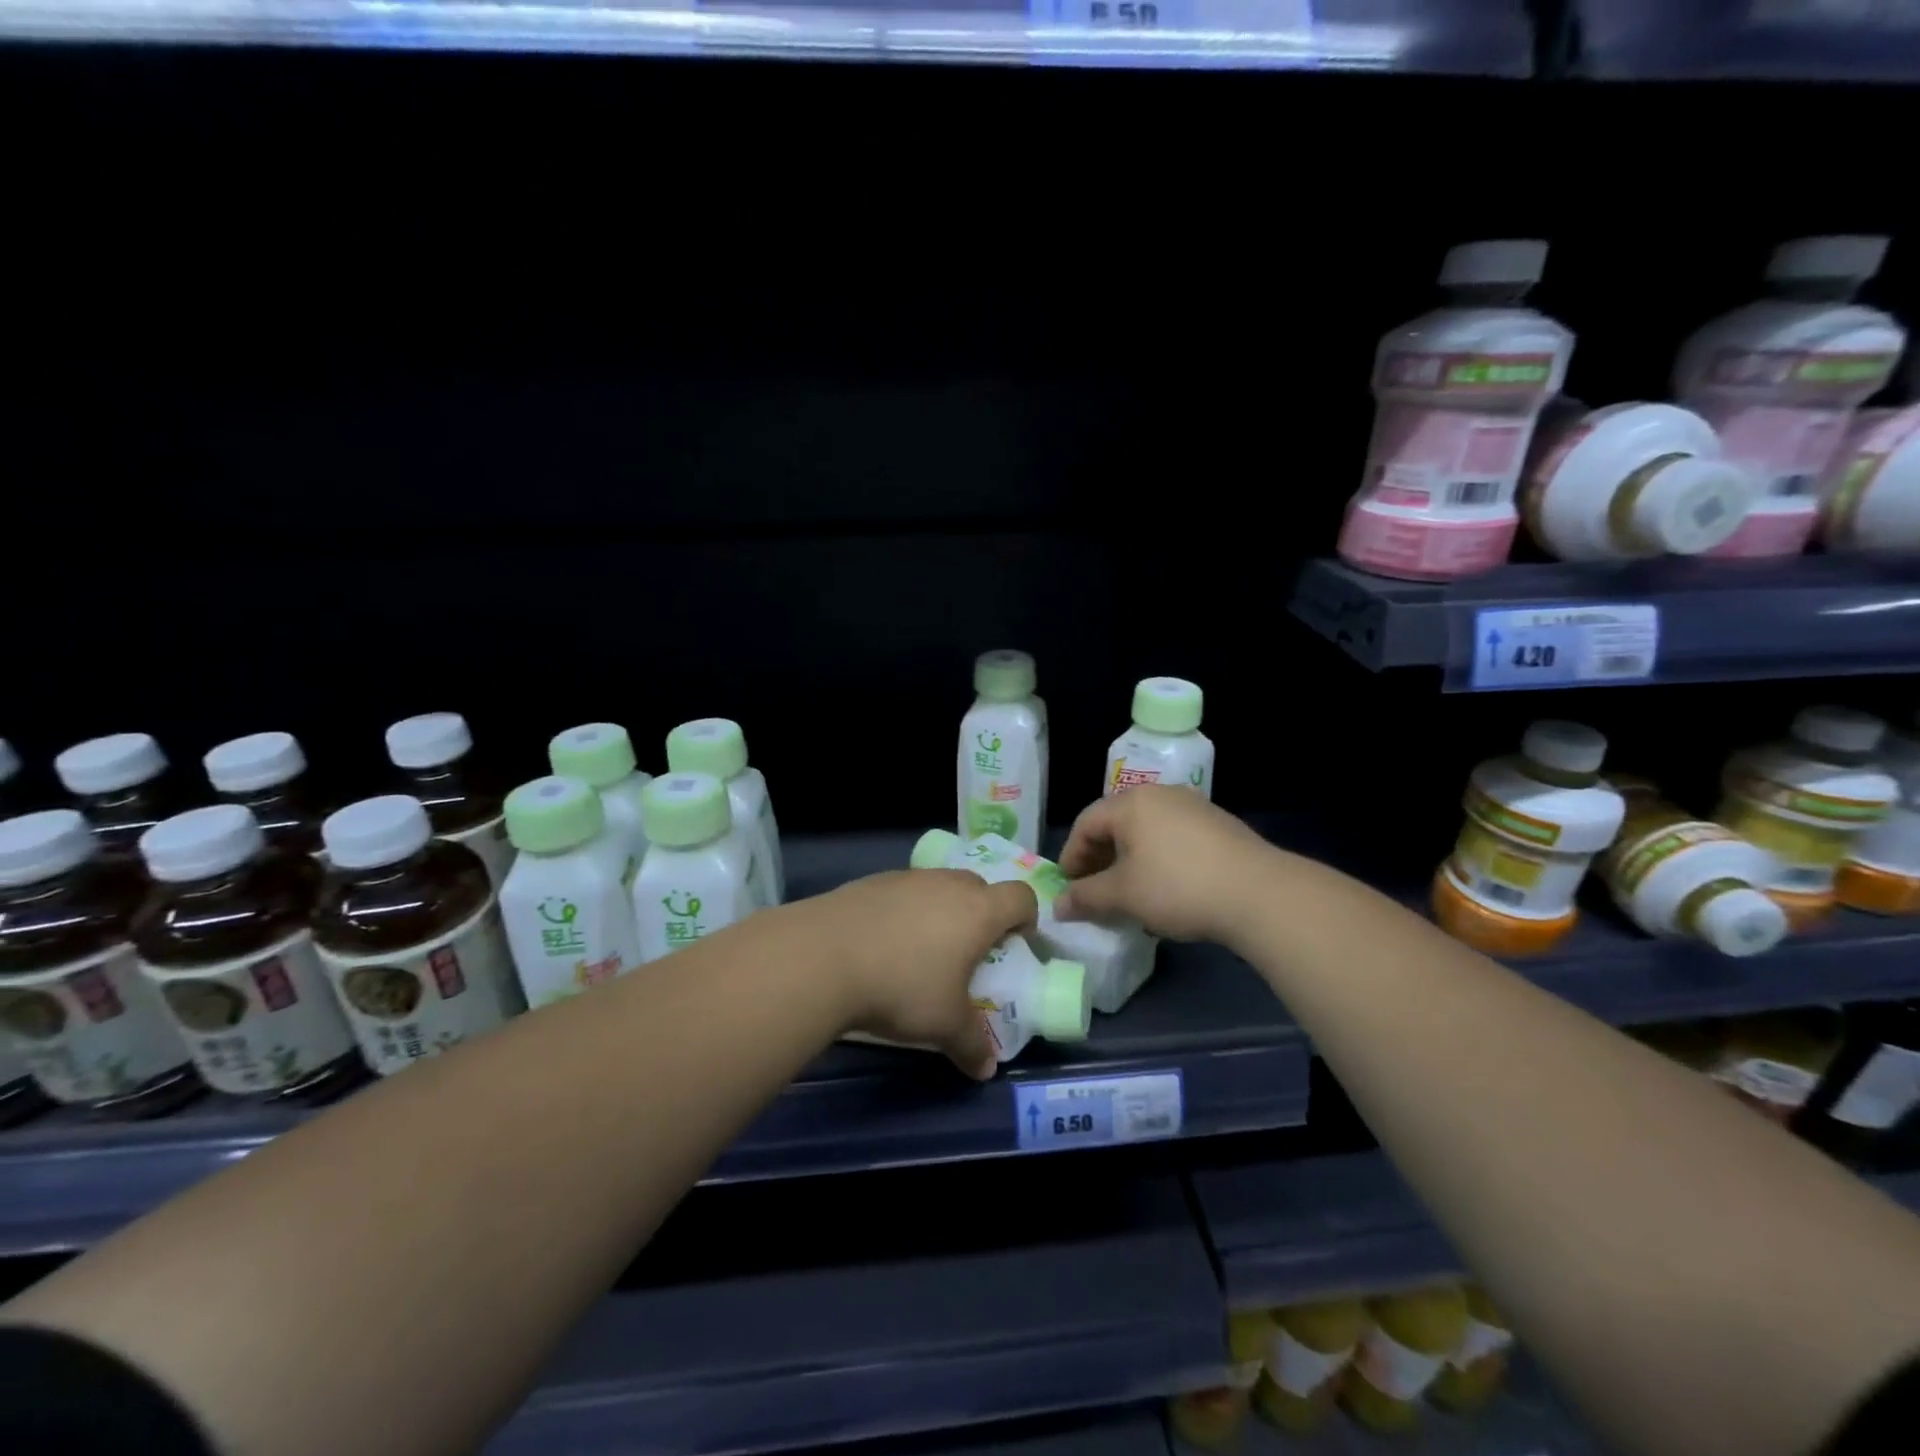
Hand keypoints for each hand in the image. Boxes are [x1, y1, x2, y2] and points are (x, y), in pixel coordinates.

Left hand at [811, 868, 1037, 1079]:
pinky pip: (902, 892)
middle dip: (982, 915)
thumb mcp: (943, 1025)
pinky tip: (882, 944)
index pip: (1020, 897)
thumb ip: (972, 1045)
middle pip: (980, 887)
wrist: (822, 956)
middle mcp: (947, 884)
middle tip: (968, 953)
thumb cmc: (901, 986)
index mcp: (978, 910)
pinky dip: (903, 912)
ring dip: (940, 911)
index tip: (1014, 946)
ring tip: (921, 951)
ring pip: (938, 887)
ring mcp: (907, 878)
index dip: (1026, 918)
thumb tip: (986, 1070)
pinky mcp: (871, 881)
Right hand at [1053, 785, 1276, 943]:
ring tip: (1129, 893)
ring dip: (1129, 861)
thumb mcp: (1123, 895)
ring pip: (1146, 831)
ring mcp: (1193, 807)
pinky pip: (1173, 838)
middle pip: (1116, 824)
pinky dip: (1158, 860)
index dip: (1071, 857)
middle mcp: (1160, 795)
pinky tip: (1166, 889)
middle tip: (1094, 891)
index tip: (1068, 888)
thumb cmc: (1177, 887)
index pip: (1086, 824)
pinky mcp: (1218, 825)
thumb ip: (1086, 897)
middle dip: (1099, 859)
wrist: (1259, 893)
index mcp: (1130, 803)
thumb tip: (1058, 906)